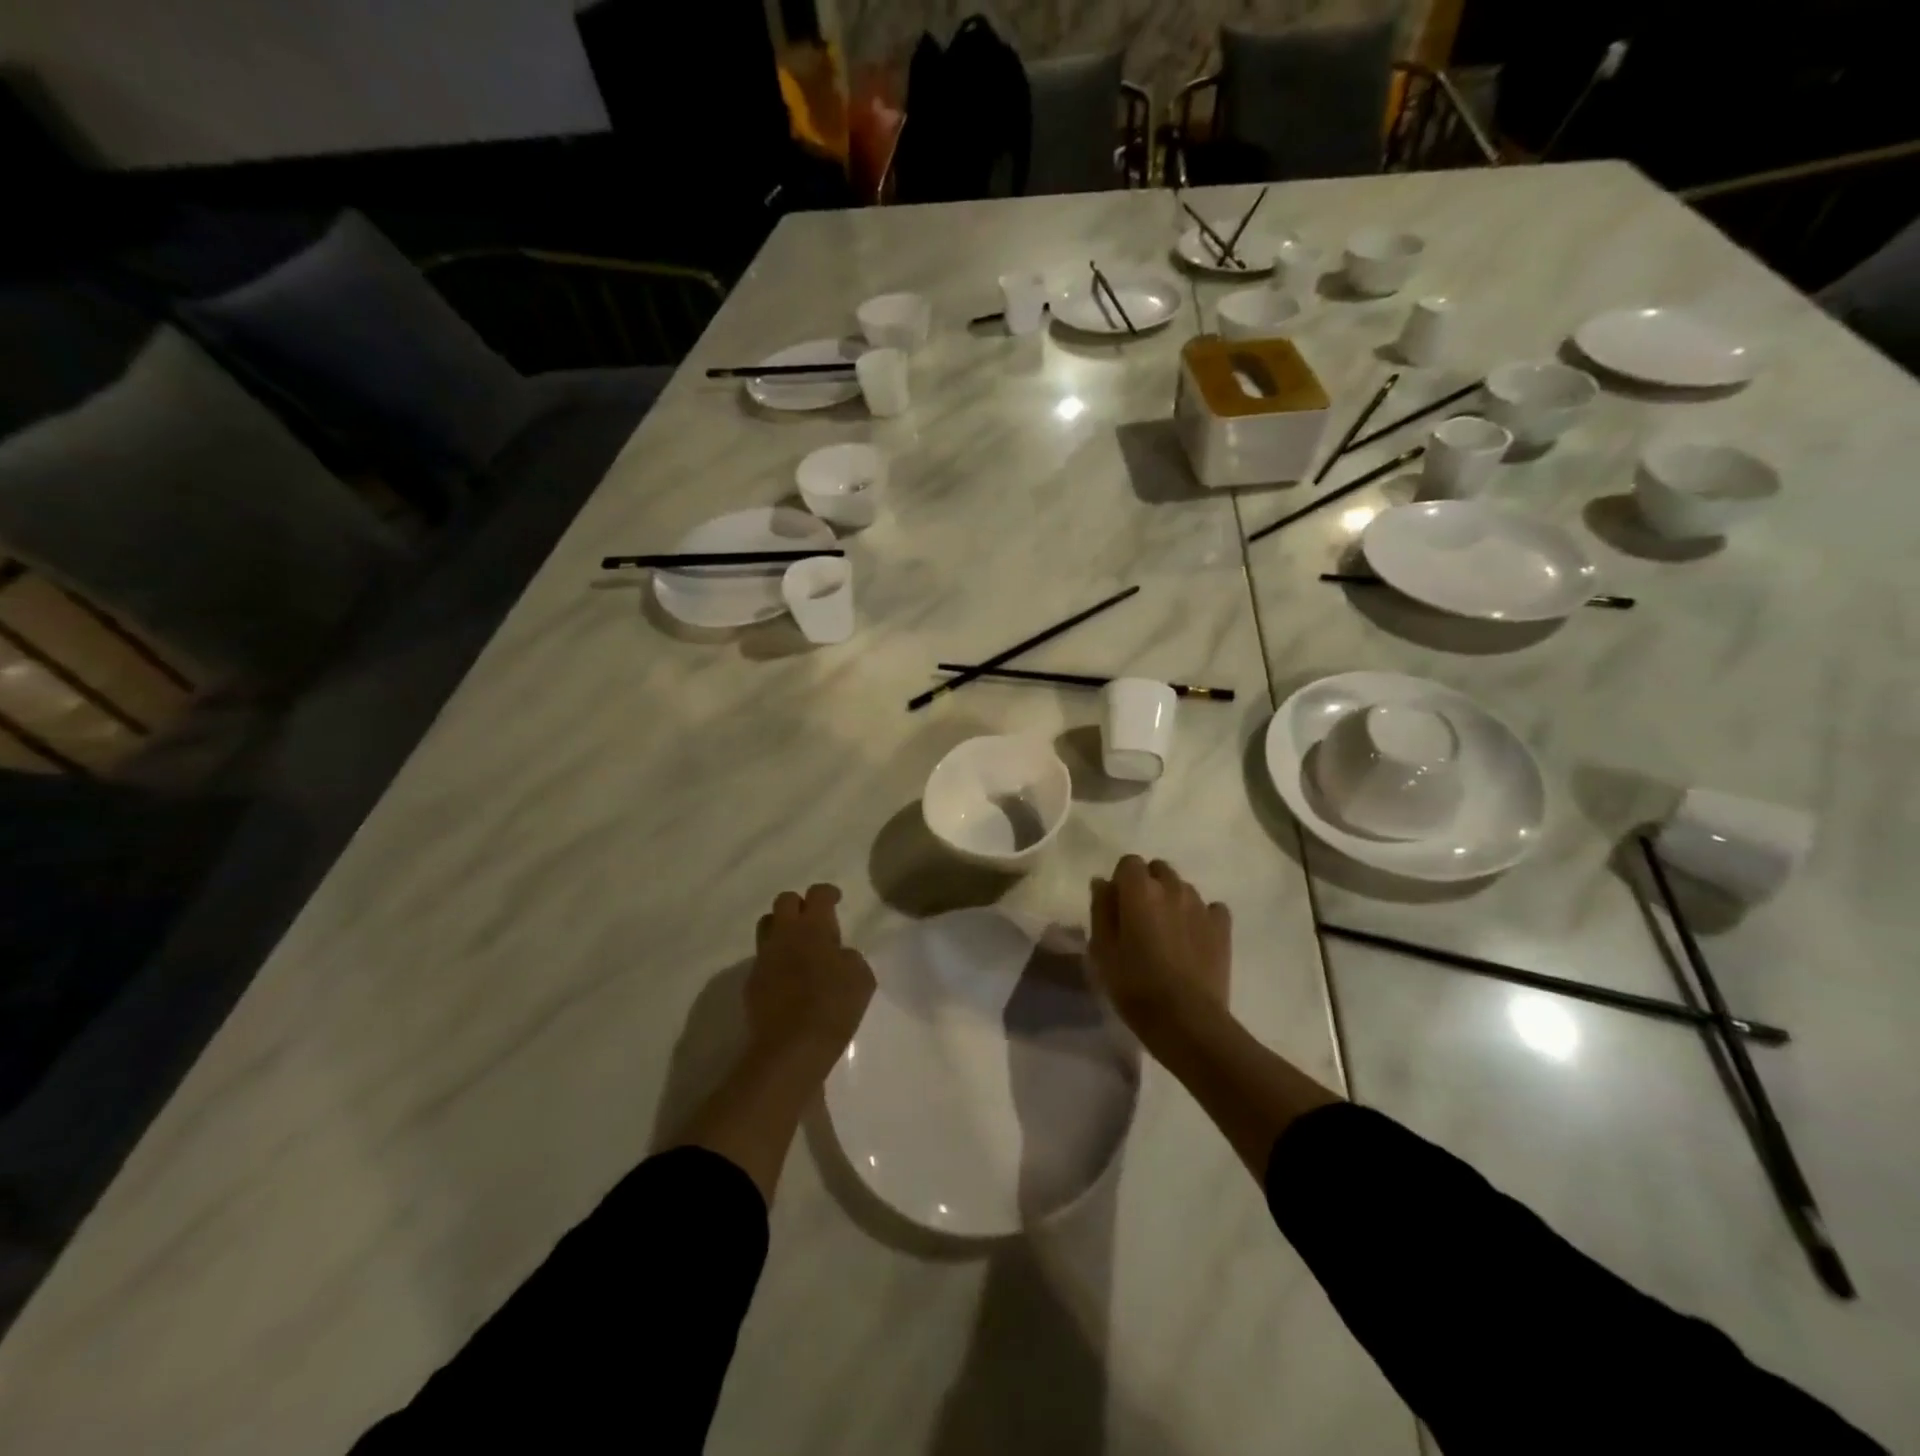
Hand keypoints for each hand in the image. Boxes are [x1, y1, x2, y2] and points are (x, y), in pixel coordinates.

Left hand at [750, 884, 874, 1072]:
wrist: (791, 1049)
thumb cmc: (833, 1007)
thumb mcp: (861, 978)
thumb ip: (850, 957)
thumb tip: (838, 955)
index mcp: (813, 927)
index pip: (817, 894)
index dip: (828, 893)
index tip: (836, 900)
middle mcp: (784, 935)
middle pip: (784, 901)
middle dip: (800, 905)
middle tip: (815, 921)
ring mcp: (763, 958)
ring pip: (767, 926)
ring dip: (782, 928)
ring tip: (798, 946)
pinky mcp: (751, 983)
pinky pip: (763, 959)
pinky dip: (775, 961)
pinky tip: (789, 979)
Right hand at [1088, 856, 1231, 1029]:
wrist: (1187, 1020)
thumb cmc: (1135, 985)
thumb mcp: (1102, 950)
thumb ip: (1101, 909)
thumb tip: (1102, 883)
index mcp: (1140, 890)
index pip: (1128, 862)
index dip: (1121, 881)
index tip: (1117, 907)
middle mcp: (1172, 888)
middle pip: (1158, 870)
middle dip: (1148, 885)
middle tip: (1139, 919)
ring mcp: (1201, 906)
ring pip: (1183, 888)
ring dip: (1172, 900)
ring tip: (1166, 932)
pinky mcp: (1223, 927)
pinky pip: (1210, 908)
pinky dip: (1200, 916)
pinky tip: (1193, 939)